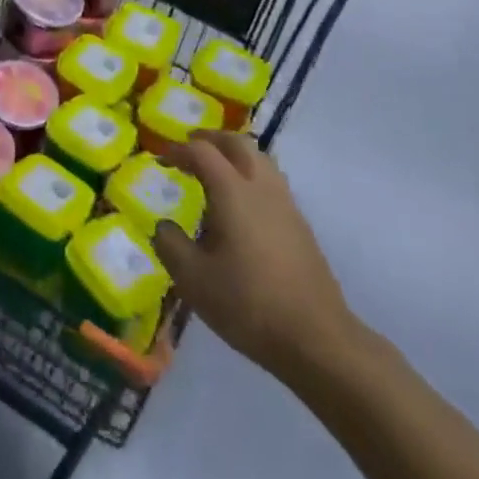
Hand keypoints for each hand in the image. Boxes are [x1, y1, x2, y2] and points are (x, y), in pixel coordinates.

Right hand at [153, 132, 360, 381]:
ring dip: (234, 154)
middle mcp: (261, 186)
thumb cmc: (249, 304)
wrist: (316, 338)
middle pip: (237, 143)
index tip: (161, 160)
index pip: (202, 151)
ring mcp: (286, 203)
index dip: (178, 150)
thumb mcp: (194, 280)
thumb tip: (164, 226)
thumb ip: (170, 245)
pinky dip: (251, 175)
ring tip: (216, 171)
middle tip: (190, 149)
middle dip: (210, 139)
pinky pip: (272, 181)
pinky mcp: (300, 224)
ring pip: (260, 158)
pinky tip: (243, 205)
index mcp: (232, 191)